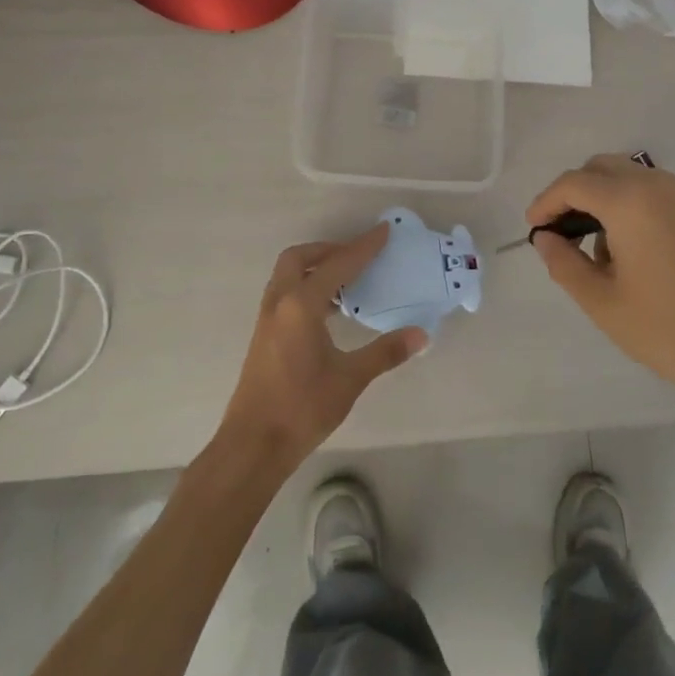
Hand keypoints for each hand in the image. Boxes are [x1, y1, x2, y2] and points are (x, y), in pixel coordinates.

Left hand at [217, 223, 424, 476]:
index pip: (338, 265)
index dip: (363, 247)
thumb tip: (421, 334)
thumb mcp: (350, 379)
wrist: (253, 444)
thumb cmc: (302, 408)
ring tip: (347, 282)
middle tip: (358, 256)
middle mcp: (280, 302)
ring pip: (287, 275)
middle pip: (299, 258)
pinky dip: (306, 286)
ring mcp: (267, 318)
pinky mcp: (263, 334)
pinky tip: (328, 311)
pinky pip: (285, 293)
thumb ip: (385, 352)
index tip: (384, 231)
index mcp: (301, 305)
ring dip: (315, 268)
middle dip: (329, 250)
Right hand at [528, 156, 674, 419]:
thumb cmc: (668, 331)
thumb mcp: (602, 302)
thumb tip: (547, 238)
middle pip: (604, 168)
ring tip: (600, 250)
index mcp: (630, 201)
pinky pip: (660, 195)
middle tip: (561, 232)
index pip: (574, 183)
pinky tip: (636, 253)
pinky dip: (635, 207)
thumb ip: (564, 263)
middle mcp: (661, 186)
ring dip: (606, 198)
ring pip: (634, 178)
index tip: (533, 228)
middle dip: (575, 192)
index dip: (546, 201)